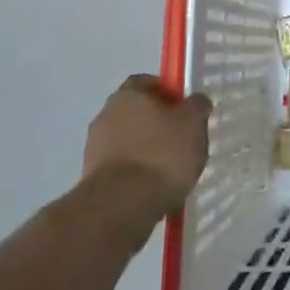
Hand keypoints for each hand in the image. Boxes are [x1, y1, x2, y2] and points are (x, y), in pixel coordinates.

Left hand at [82, 75, 210, 222]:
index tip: (184, 109)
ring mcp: (95, 149)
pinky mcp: (92, 179)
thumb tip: (196, 101)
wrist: (121, 206)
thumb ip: (197, 106)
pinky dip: (137, 174)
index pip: (147, 82)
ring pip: (128, 142)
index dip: (167, 92)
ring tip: (171, 170)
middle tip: (181, 139)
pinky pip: (122, 169)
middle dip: (157, 124)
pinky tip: (155, 189)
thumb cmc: (161, 154)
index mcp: (127, 94)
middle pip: (136, 112)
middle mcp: (105, 115)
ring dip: (146, 151)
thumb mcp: (193, 123)